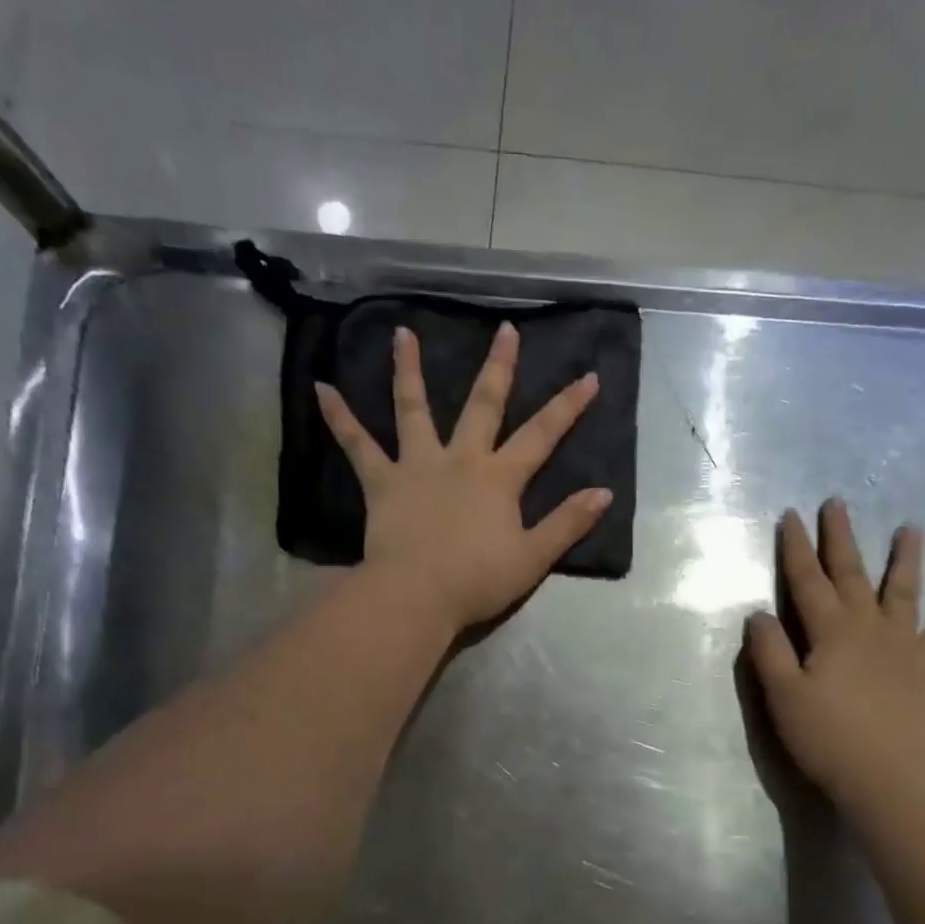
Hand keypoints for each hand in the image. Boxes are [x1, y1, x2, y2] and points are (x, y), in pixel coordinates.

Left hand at [315, 323, 611, 632]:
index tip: (589, 376)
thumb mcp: (533, 557)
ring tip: (403, 333)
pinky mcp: (382, 482)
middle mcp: (461, 459)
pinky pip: (357, 445)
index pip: (542, 435)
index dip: (568, 406)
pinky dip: (339, 418)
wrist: (418, 594)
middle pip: (483, 405)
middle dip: (499, 366)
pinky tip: (321, 389)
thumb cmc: (478, 579)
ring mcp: (417, 465)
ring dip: (410, 370)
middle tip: (505, 329)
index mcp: (500, 478)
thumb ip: (567, 523)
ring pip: (413, 408)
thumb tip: (603, 492)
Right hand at [745, 499, 924, 813]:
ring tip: (912, 528)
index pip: (806, 580)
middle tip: (838, 503)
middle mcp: (867, 627)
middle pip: (851, 574)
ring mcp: (901, 646)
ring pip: (902, 593)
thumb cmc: (827, 737)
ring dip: (905, 560)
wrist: (887, 776)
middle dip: (840, 538)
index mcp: (830, 631)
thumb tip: (760, 613)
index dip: (796, 548)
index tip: (791, 515)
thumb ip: (769, 651)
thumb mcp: (782, 696)